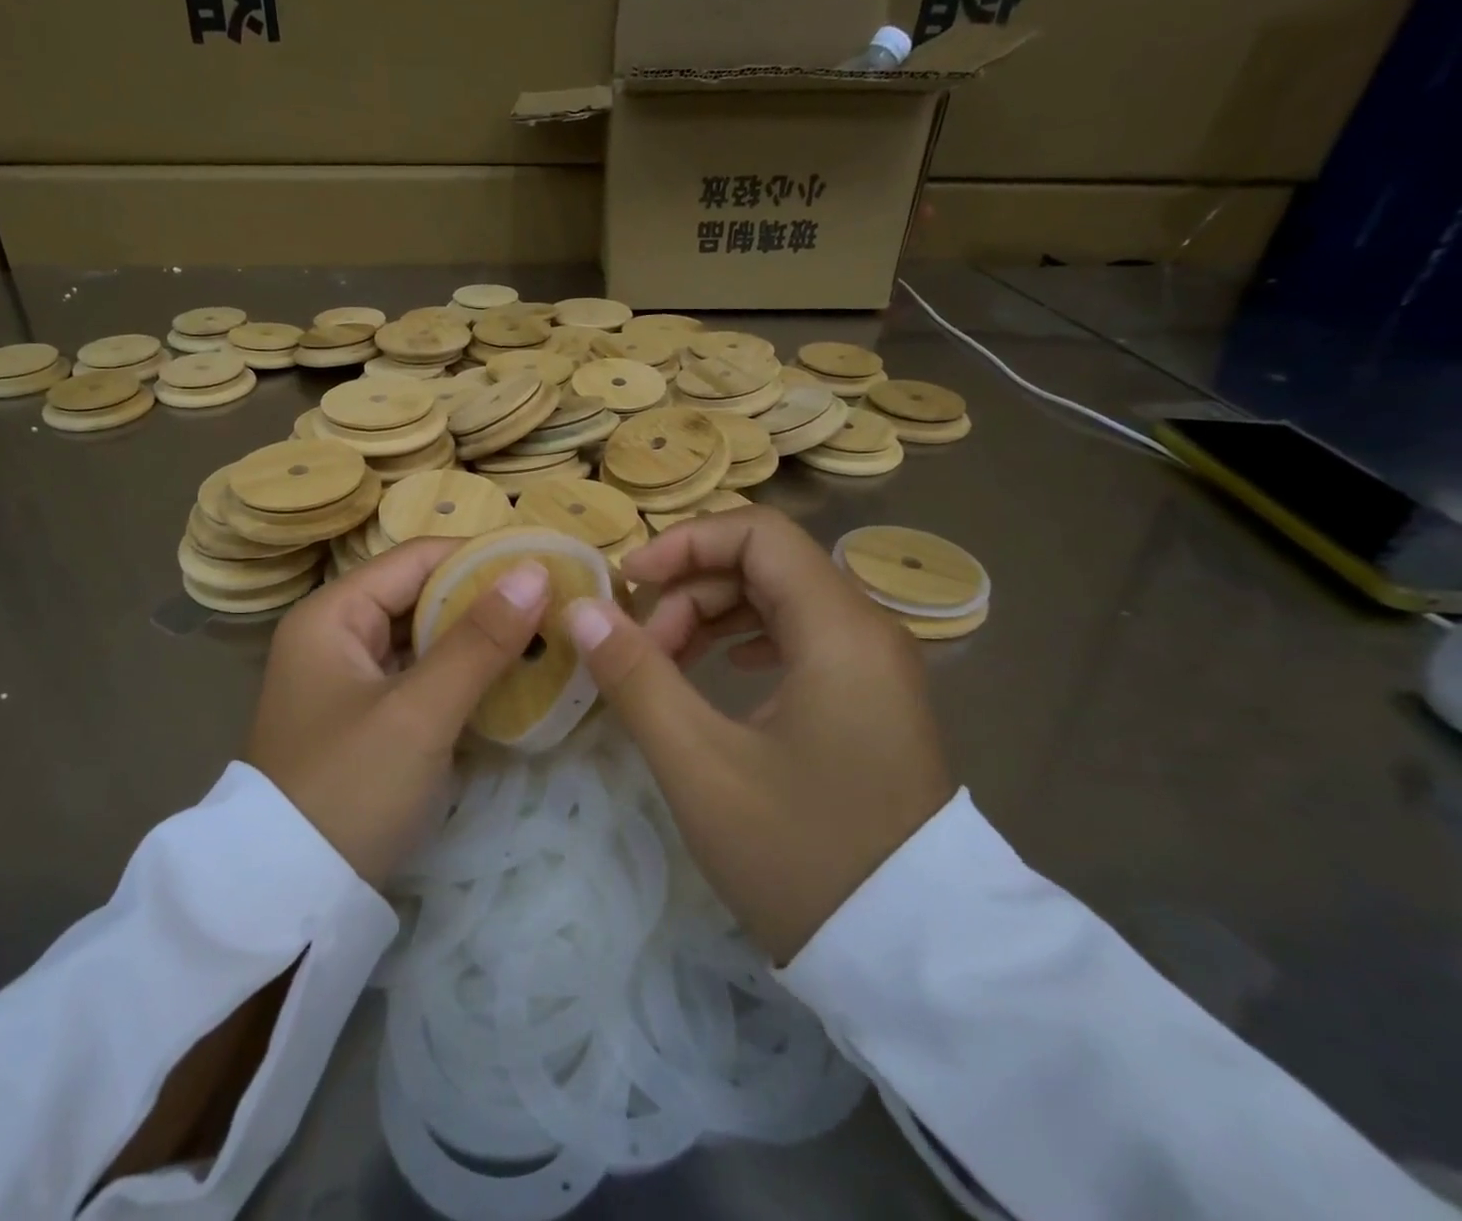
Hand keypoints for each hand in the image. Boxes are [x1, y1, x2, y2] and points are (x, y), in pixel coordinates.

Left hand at [244, 539, 549, 887]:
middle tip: (556, 605)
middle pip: (422, 595)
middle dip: (486, 600)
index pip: (418, 558)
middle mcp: (336, 634)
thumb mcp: (418, 713)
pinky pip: (422, 675)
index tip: (547, 565)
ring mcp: (350, 678)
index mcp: (332, 614)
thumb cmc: (350, 790)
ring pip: (425, 637)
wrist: (291, 899)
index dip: (482, 557)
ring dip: (479, 638)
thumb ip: (478, 641)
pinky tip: (509, 679)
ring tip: (545, 636)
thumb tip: (536, 572)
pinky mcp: (367, 716)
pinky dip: (462, 674)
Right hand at [563, 507, 953, 963]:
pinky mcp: (870, 698)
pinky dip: (747, 639)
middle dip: (691, 588)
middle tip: (642, 647)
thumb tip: (581, 611)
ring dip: (714, 615)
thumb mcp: (699, 764)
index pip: (758, 533)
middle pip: (766, 563)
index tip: (630, 583)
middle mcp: (867, 630)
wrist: (909, 959)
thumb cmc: (800, 854)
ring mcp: (874, 665)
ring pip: (781, 600)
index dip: (685, 543)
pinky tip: (722, 670)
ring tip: (666, 663)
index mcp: (839, 630)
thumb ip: (636, 676)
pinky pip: (801, 638)